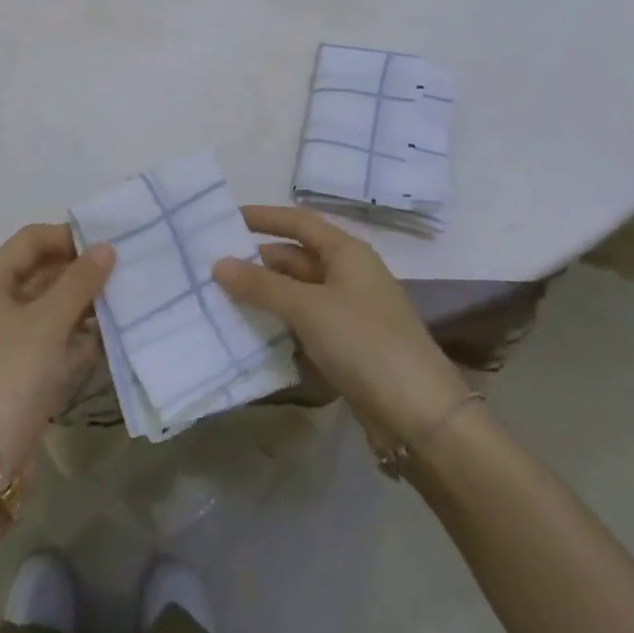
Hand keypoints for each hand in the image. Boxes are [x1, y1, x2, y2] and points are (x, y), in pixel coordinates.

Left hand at [0, 224, 114, 475]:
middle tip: (123, 271)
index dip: (67, 236)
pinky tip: (108, 337)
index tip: (108, 243)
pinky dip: (77, 335)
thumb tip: (106, 247)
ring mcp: (7, 338)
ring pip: (50, 306)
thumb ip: (79, 282)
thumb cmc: (12, 374)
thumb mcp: (48, 322)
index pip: (31, 240)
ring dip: (83, 303)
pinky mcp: (21, 369)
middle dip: (80, 270)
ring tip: (123, 300)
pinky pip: (53, 338)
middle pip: (41, 271)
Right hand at [214, 206, 469, 448]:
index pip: (298, 222)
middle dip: (257, 261)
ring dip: (265, 294)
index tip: (224, 218)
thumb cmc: (364, 343)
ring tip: (221, 298)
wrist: (421, 415)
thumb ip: (261, 285)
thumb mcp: (307, 308)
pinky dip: (280, 323)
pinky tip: (251, 332)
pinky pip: (305, 322)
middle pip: (295, 257)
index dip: (263, 217)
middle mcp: (349, 275)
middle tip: (212, 266)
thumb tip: (218, 264)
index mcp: (347, 253)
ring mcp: (350, 312)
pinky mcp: (348, 345)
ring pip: (298, 292)